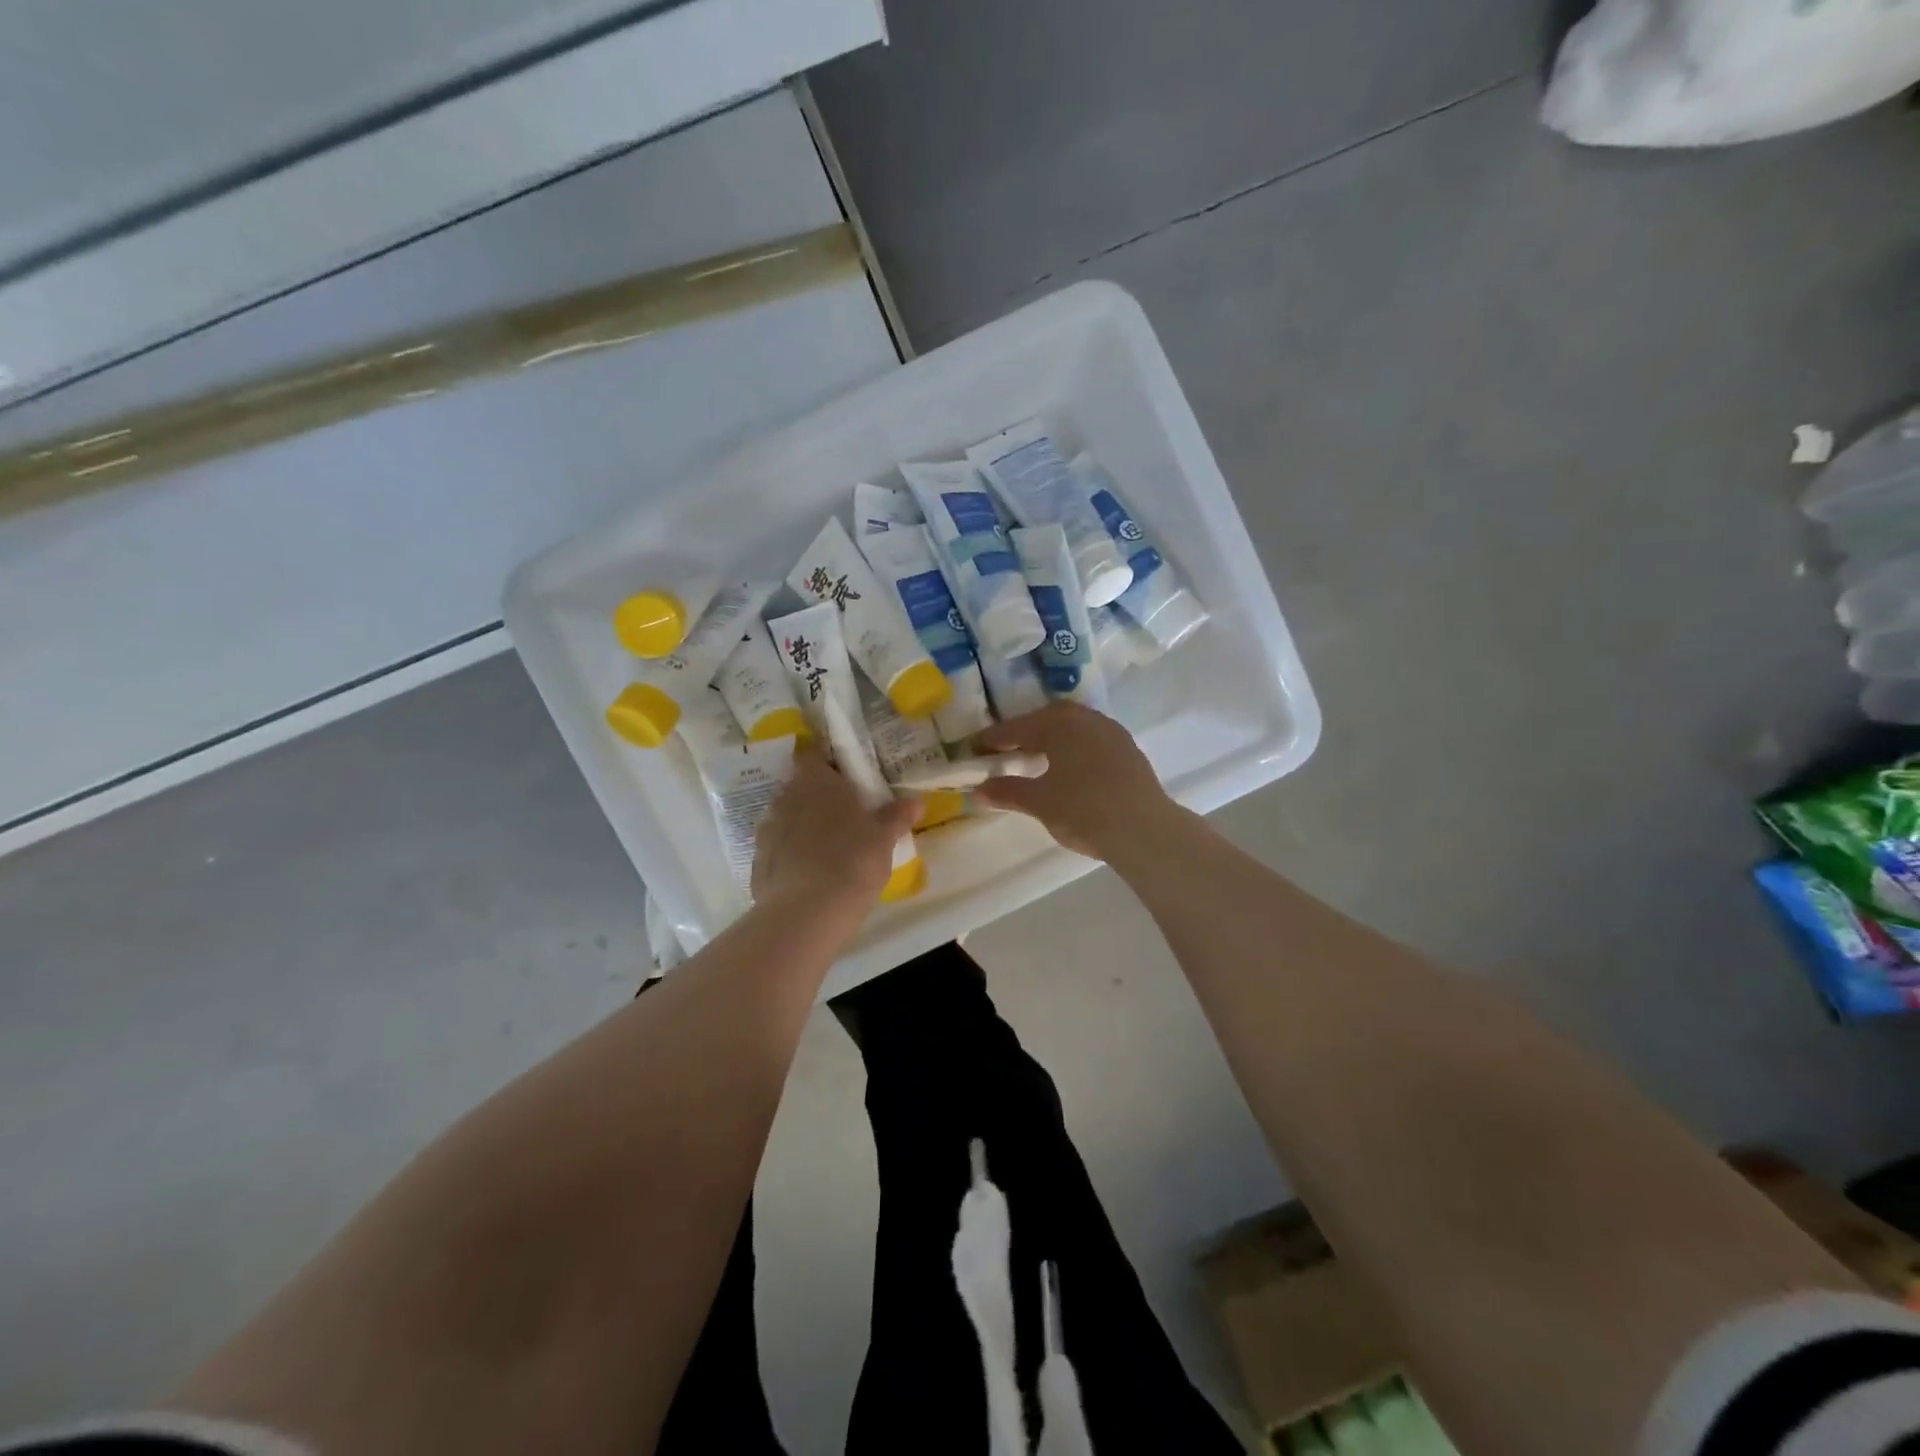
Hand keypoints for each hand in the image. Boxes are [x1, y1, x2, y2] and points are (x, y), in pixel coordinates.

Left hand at [753, 740, 919, 909]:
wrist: (806, 912)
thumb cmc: (852, 861)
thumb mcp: (883, 838)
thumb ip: (896, 816)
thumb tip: (916, 802)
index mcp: (815, 782)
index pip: (811, 753)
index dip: (824, 759)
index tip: (842, 772)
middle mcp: (785, 798)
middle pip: (799, 786)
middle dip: (818, 795)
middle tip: (844, 812)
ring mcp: (767, 830)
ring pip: (787, 817)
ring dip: (803, 824)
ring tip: (828, 845)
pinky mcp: (758, 861)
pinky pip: (778, 848)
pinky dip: (791, 854)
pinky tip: (810, 873)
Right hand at [971, 702, 1178, 860]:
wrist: (1144, 830)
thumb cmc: (1084, 811)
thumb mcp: (1040, 803)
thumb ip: (1008, 792)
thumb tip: (978, 790)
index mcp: (1060, 724)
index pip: (1018, 727)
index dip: (995, 738)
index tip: (976, 747)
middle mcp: (1086, 719)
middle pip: (1048, 719)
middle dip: (1026, 732)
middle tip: (1008, 750)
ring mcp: (1112, 732)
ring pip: (1074, 726)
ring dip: (1053, 737)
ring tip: (1038, 758)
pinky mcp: (1129, 750)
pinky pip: (1092, 739)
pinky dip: (1074, 747)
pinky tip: (1070, 768)